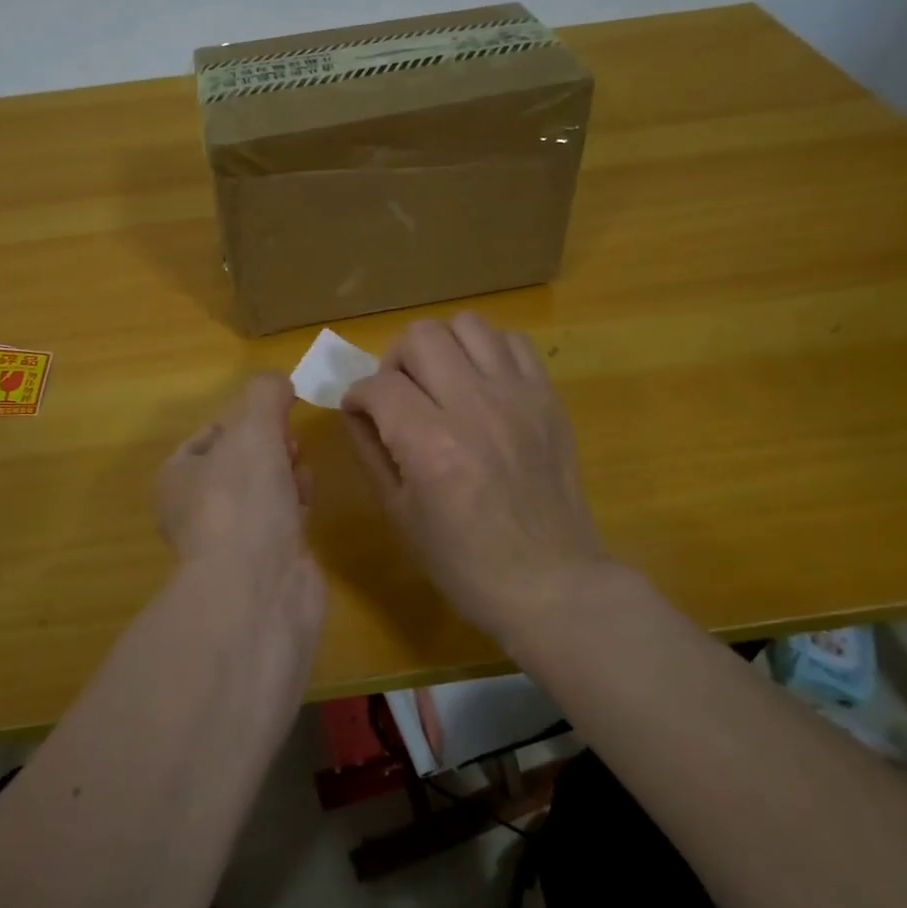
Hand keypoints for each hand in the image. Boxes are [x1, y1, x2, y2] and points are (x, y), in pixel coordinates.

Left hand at [158, 374, 318, 596]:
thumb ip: (265, 395)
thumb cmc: (242, 499)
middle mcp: (197, 510)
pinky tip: (307, 501)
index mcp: (177, 478)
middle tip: (289, 444)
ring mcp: (230, 541)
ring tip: (300, 468)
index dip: (242, 420)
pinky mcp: (264, 563)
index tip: (272, 416)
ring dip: (284, 474)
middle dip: (268, 447)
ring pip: (262, 491)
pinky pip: (281, 521)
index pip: (210, 435)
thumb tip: (278, 382)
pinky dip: (295, 505)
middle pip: (239, 463)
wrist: (259, 588)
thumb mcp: (251, 428)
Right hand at [341, 313, 615, 646]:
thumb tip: (356, 409)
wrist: (550, 581)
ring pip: (467, 326)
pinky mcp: (547, 398)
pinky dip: (487, 352)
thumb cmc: (463, 561)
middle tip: (399, 395)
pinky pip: (512, 342)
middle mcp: (475, 407)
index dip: (358, 396)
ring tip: (440, 382)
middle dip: (395, 362)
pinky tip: (481, 384)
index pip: (378, 386)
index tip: (360, 412)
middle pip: (421, 337)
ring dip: (441, 348)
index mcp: (431, 445)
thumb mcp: (399, 513)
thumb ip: (371, 450)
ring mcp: (517, 397)